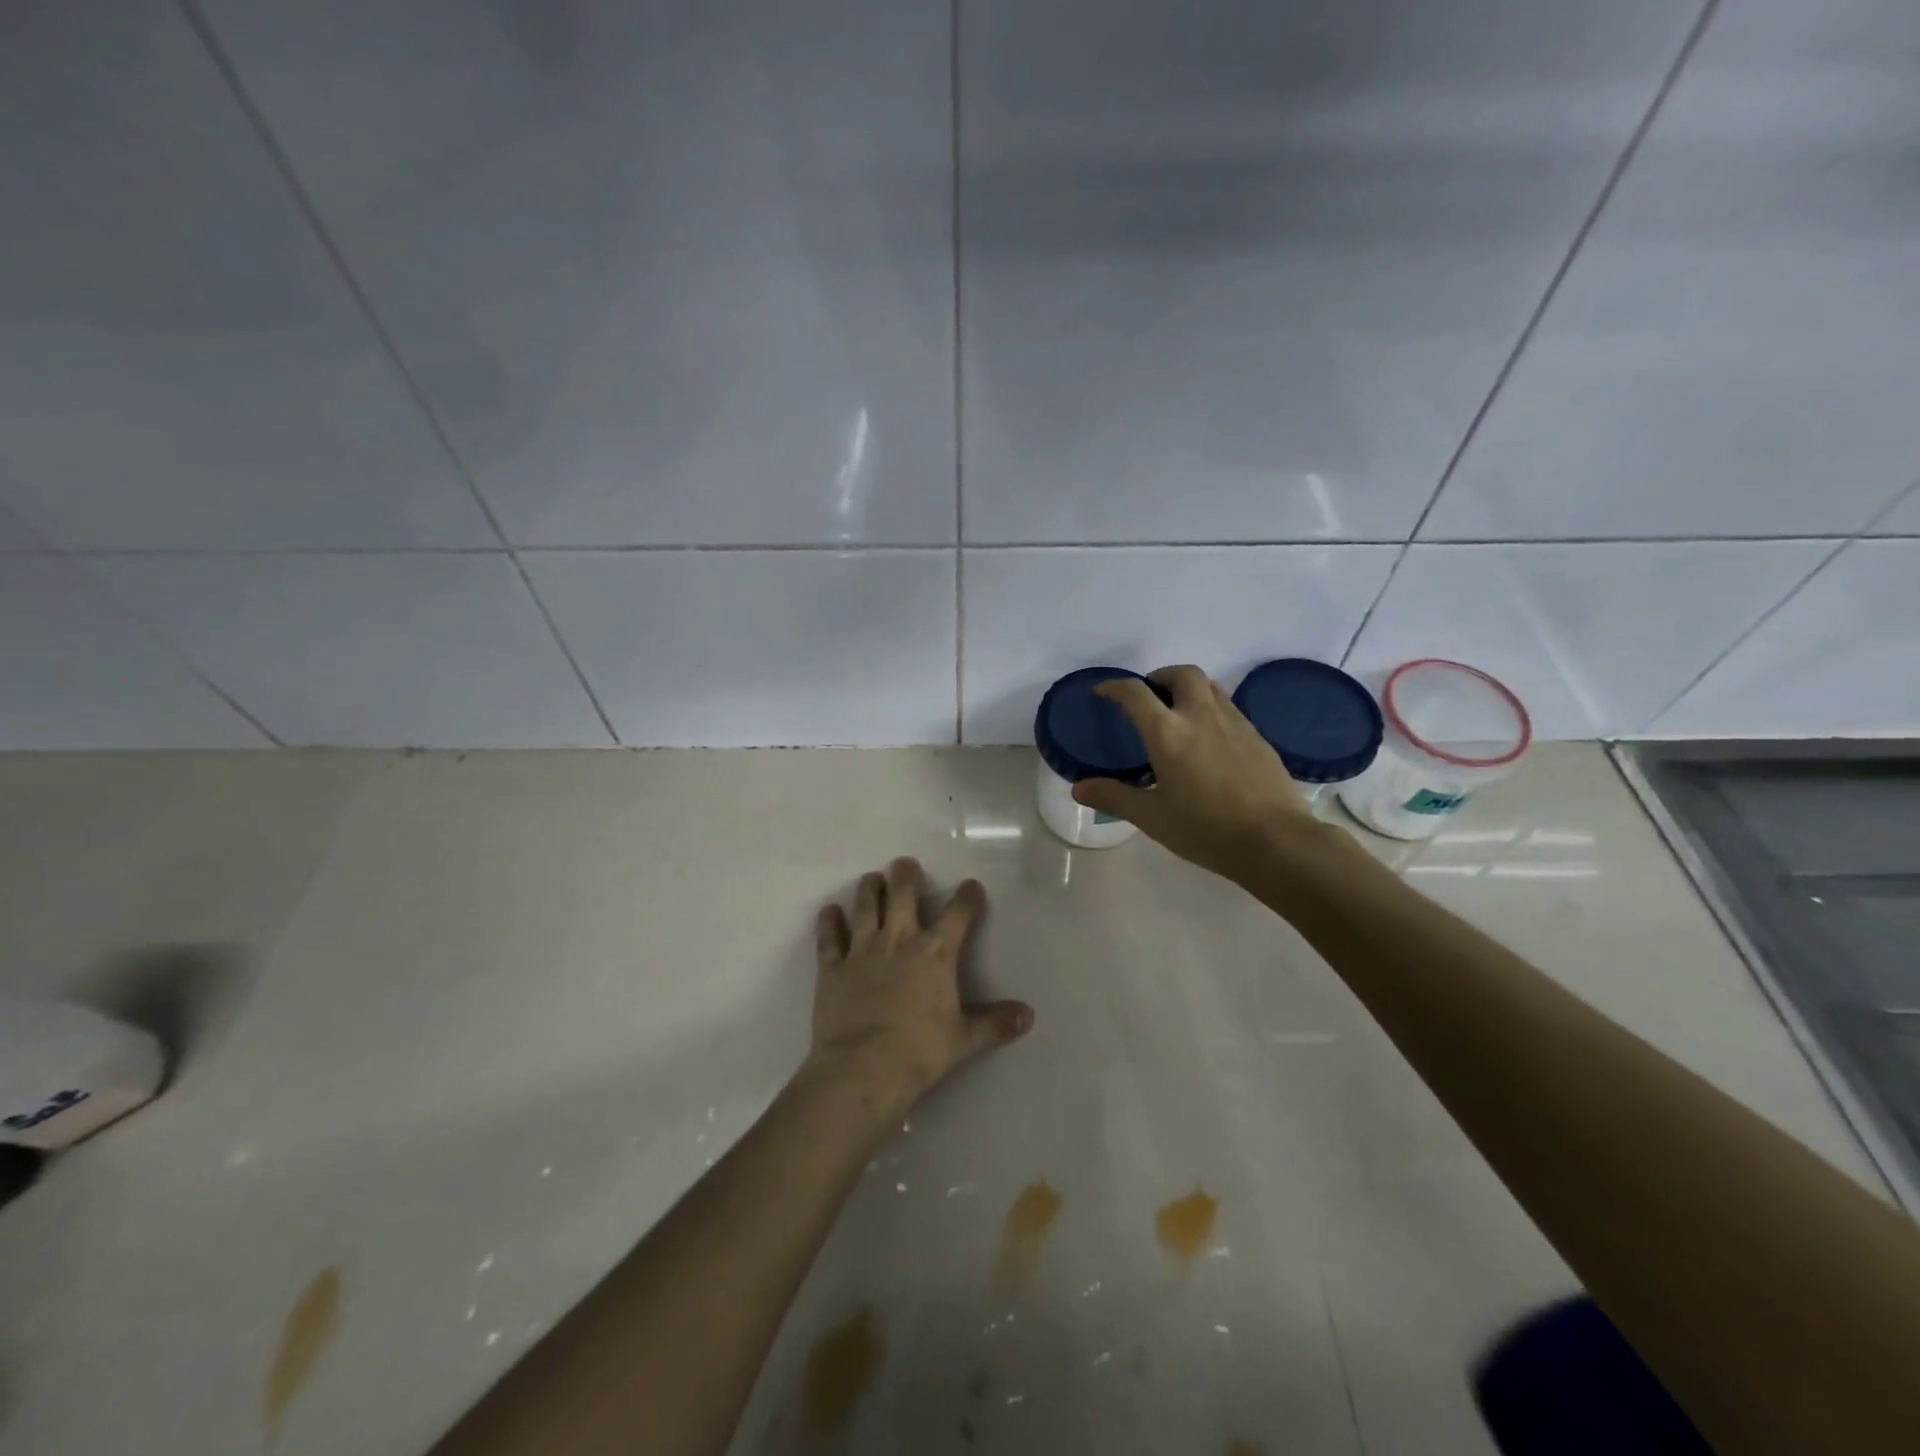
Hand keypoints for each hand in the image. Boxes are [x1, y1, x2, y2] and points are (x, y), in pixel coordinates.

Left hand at [807, 857, 1033, 1117]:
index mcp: (935, 953)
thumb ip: (995, 1023)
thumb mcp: (964, 1039)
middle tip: (906, 864)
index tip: (972, 887)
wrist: (863, 1069)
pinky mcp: (832, 967)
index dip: (968, 897)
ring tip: (872, 878)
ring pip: (865, 906)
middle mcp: (899, 940)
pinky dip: (829, 922)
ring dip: (869, 888)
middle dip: (906, 875)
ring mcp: (862, 950)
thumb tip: (1028, 1016)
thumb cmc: (919, 1052)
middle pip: (902, 894)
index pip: (958, 914)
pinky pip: (829, 938)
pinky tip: (829, 911)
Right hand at [1071, 664, 1329, 883]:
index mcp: (1168, 733)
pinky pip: (1229, 707)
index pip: (1135, 694)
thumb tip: (1078, 789)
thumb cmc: (1207, 830)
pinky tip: (1209, 740)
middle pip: (1182, 674)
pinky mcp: (1258, 736)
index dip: (1115, 687)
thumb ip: (1114, 798)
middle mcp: (1200, 716)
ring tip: (1178, 714)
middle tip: (1150, 697)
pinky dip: (1211, 709)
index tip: (1103, 692)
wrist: (1277, 841)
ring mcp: (1234, 722)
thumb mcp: (1153, 818)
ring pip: (1210, 686)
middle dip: (1161, 676)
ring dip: (1188, 689)